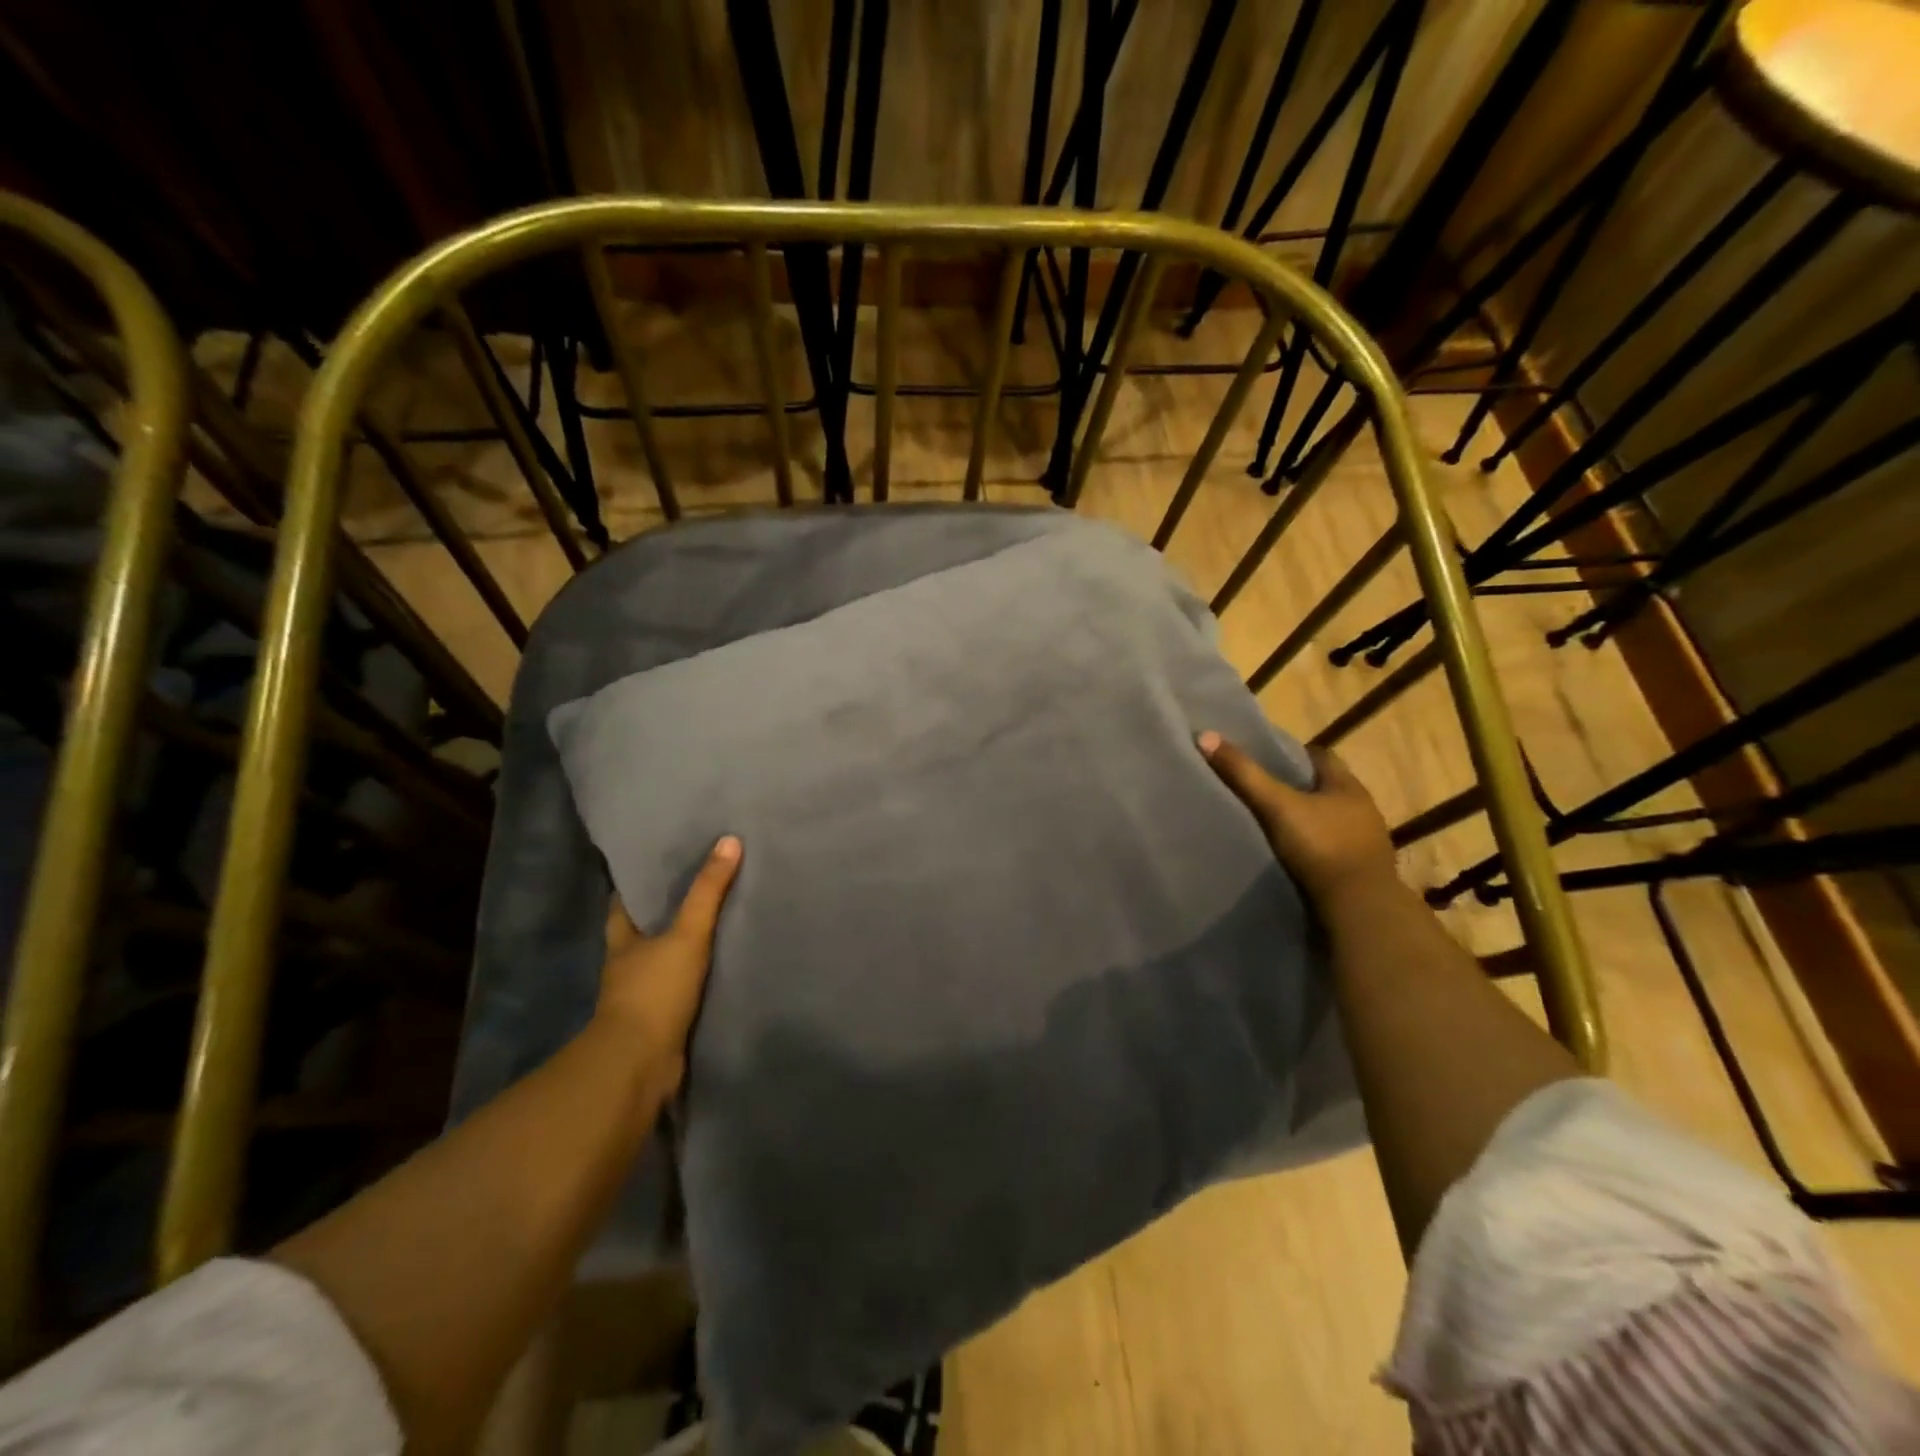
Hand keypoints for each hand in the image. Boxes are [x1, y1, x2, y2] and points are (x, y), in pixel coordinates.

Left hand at [597, 835, 742, 1097]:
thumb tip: (729, 840)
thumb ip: (708, 892)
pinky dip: (696, 978)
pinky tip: (720, 967)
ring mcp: (641, 996)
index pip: (623, 903)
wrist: (640, 1064)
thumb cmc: (654, 991)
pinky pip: (681, 989)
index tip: (659, 862)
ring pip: (662, 961)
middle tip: (698, 886)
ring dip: (682, 948)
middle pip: (643, 931)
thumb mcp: (686, 934)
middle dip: (664, 914)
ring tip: (717, 922)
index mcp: (623, 940)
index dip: (637, 883)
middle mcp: (626, 965)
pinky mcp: (660, 1021)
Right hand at [1199, 732, 1398, 906]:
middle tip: (1261, 789)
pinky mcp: (1360, 873)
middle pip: (1325, 789)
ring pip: (1329, 821)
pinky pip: (1331, 850)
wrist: (1360, 909)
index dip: (1294, 754)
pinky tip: (1290, 856)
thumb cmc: (1322, 847)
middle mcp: (1362, 810)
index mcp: (1348, 787)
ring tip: (1270, 823)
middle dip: (1297, 788)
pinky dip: (1312, 849)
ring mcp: (1365, 843)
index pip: (1321, 757)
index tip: (1266, 757)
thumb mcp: (1277, 806)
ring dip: (1306, 820)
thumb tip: (1206, 736)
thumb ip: (1244, 774)